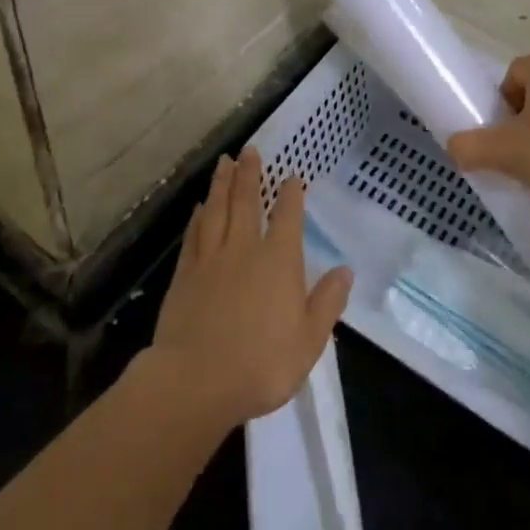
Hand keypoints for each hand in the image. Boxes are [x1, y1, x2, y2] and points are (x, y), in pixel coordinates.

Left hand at [146, 147, 352, 427]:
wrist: (196, 380)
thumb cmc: (262, 363)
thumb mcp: (309, 339)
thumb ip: (327, 302)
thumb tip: (345, 270)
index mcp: (279, 260)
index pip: (288, 216)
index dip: (291, 194)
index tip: (292, 176)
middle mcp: (245, 248)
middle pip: (246, 201)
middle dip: (249, 174)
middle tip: (249, 149)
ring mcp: (211, 259)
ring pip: (217, 210)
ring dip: (221, 184)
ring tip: (224, 162)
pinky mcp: (185, 275)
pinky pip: (193, 236)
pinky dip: (197, 217)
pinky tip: (198, 207)